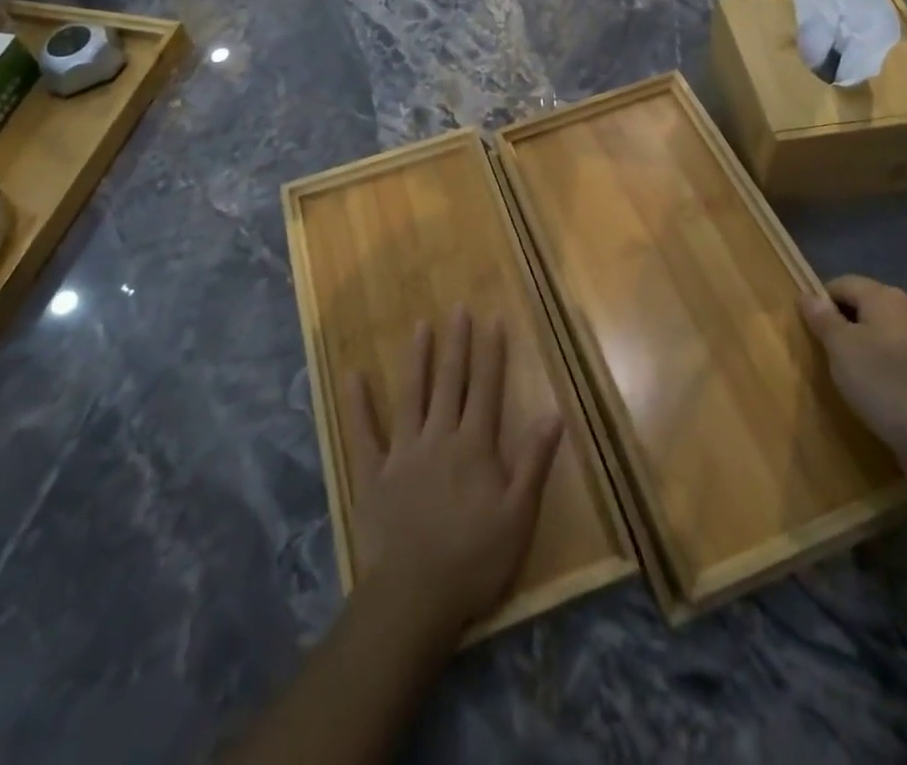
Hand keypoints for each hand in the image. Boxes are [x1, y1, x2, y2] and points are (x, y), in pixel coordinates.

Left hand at [344, 306, 563, 649]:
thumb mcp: (518, 516)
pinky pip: (364, 433)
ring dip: (416, 359)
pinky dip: (358, 404)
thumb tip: (554, 413)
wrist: (414, 598)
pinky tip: (352, 375)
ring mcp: (403, 452)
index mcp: (474, 446)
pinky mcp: (373, 474)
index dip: (491, 353)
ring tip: (419, 326)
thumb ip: (534, 461)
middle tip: (457, 308)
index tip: (493, 319)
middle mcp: (439, 437)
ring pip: (411, 395)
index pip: (486, 388)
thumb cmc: (474, 560)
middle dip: (456, 344)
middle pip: (450, 382)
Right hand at [800, 274, 906, 485]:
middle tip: (822, 350)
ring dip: (860, 347)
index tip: (808, 328)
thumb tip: (808, 295)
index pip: (842, 283)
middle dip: (841, 324)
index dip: (820, 301)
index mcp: (885, 296)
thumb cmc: (881, 380)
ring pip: (881, 333)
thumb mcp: (839, 346)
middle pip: (863, 306)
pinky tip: (873, 389)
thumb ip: (822, 317)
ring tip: (845, 372)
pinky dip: (881, 366)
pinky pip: (897, 357)